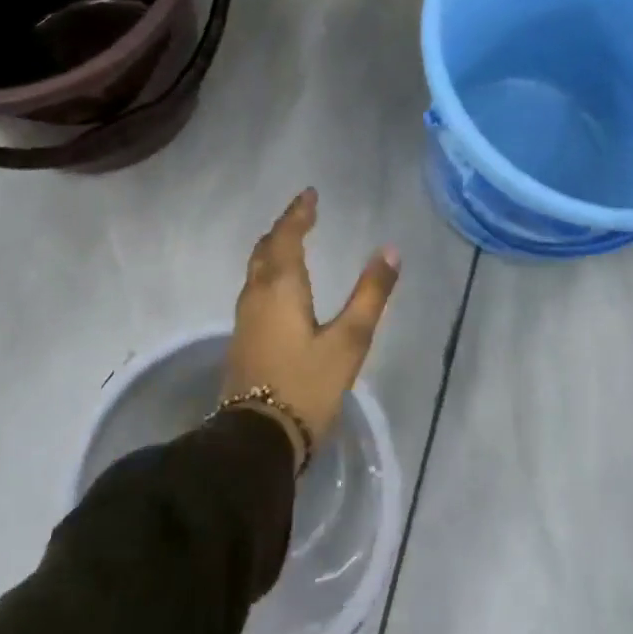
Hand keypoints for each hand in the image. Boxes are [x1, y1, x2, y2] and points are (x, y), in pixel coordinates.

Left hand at [223, 189, 400, 469]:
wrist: (256, 439)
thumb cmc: (306, 385)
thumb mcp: (349, 340)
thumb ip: (370, 294)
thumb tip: (390, 250)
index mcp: (281, 286)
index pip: (287, 235)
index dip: (298, 212)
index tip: (310, 194)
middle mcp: (257, 293)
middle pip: (266, 248)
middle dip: (284, 227)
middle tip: (304, 214)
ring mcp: (245, 317)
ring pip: (257, 268)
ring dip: (274, 248)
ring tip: (293, 240)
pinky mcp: (242, 338)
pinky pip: (255, 286)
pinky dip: (269, 270)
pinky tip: (280, 285)